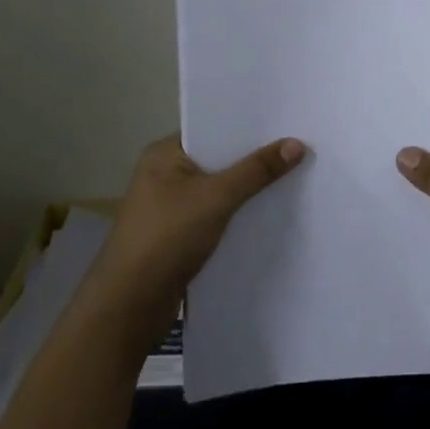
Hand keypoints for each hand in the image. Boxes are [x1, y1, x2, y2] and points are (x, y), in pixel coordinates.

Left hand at [91, 134, 305, 334]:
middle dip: (253, 158)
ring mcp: (171, 206)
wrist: (130, 305)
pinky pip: (217, 213)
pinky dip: (239, 213)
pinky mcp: (180, 235)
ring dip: (248, 188)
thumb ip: (256, 171)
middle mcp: (165, 174)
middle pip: (219, 159)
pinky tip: (270, 212)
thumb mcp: (216, 198)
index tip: (286, 123)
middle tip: (299, 148)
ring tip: (294, 176)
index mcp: (164, 154)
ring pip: (220, 188)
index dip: (247, 127)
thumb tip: (296, 144)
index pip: (212, 129)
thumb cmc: (167, 238)